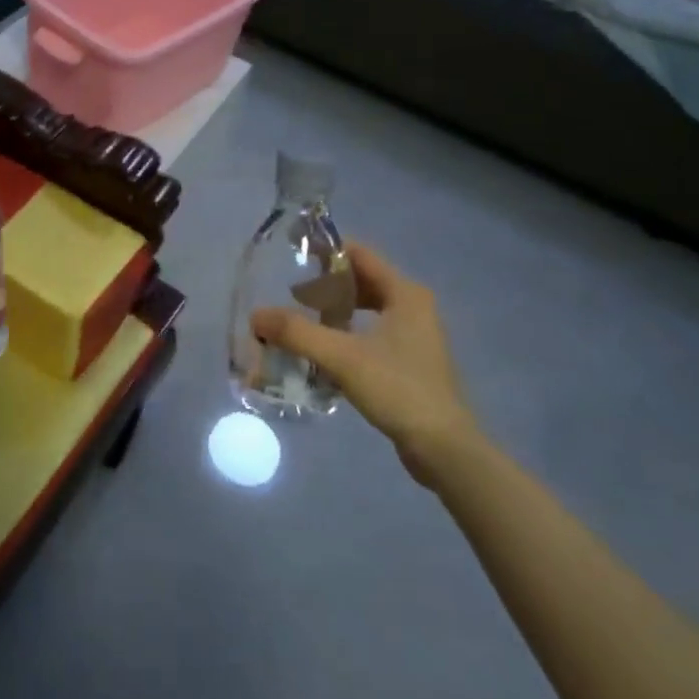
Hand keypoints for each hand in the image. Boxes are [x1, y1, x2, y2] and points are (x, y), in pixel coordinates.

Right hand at [251, 242, 478, 479]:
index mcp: (405, 293)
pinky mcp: (410, 361)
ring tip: (303, 322)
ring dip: (335, 311)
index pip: (360, 254)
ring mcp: (415, 335)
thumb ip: (297, 333)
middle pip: (362, 280)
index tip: (292, 257)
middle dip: (326, 285)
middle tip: (291, 296)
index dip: (326, 251)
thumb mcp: (342, 358)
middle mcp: (413, 306)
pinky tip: (324, 351)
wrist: (444, 448)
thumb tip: (255, 316)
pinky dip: (347, 333)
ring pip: (366, 309)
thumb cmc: (398, 390)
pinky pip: (372, 332)